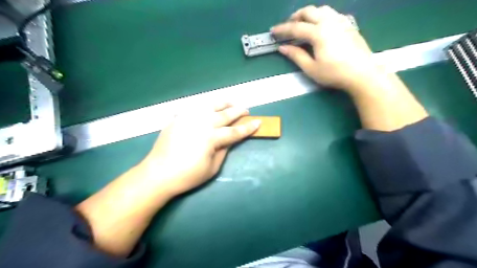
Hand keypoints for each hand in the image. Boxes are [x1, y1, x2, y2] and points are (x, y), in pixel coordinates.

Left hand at [136, 102, 262, 196]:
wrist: (158, 174)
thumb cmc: (187, 176)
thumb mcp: (212, 168)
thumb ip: (224, 151)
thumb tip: (230, 140)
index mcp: (211, 138)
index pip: (234, 131)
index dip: (247, 128)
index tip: (258, 122)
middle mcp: (201, 123)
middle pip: (224, 115)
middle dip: (238, 111)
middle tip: (246, 110)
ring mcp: (188, 118)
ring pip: (210, 106)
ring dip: (223, 103)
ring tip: (231, 102)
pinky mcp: (178, 118)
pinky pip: (194, 108)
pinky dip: (204, 106)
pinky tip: (208, 107)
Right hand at [272, 4, 380, 92]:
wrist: (362, 73)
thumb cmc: (334, 73)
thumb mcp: (311, 68)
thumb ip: (296, 56)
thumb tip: (282, 48)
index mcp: (318, 33)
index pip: (296, 28)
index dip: (282, 29)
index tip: (273, 31)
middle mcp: (329, 22)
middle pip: (308, 11)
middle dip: (295, 17)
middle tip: (288, 26)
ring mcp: (341, 21)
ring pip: (321, 9)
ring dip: (309, 14)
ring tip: (303, 24)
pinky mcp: (349, 25)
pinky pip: (332, 13)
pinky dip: (321, 16)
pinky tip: (321, 26)